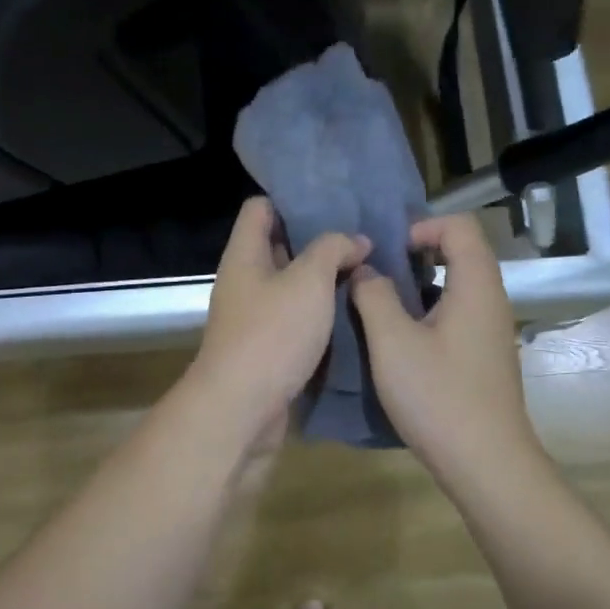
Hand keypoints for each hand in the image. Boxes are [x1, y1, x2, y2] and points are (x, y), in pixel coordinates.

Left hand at [188, 198, 369, 447]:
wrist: (242, 408)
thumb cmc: (272, 334)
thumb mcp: (309, 281)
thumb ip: (332, 250)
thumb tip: (355, 241)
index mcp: (245, 255)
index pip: (260, 208)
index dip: (292, 200)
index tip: (334, 203)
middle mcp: (245, 282)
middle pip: (280, 247)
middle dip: (319, 242)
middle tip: (364, 239)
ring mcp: (255, 317)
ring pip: (293, 287)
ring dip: (325, 282)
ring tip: (368, 273)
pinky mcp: (268, 349)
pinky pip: (297, 321)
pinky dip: (321, 315)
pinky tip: (355, 313)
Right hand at [351, 213, 541, 487]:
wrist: (486, 463)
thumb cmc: (438, 396)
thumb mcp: (392, 342)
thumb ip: (374, 296)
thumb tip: (367, 271)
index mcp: (475, 286)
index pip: (458, 226)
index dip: (421, 226)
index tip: (386, 250)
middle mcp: (491, 301)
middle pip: (460, 253)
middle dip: (415, 254)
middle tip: (376, 274)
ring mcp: (492, 331)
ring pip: (457, 287)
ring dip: (419, 286)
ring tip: (380, 305)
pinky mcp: (485, 356)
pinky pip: (458, 315)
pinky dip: (429, 312)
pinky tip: (400, 341)